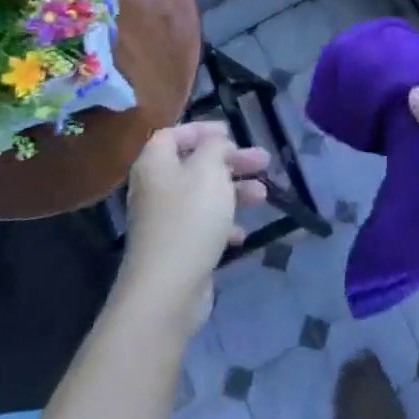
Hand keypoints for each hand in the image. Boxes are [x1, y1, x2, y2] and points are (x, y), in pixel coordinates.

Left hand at [118, 122, 267, 334]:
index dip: (202, 130)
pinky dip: (224, 225)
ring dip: (235, 192)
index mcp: (155, 165)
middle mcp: (156, 189)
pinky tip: (242, 234)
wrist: (167, 289)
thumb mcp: (208, 170)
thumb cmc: (189, 218)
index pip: (173, 134)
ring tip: (263, 196)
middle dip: (231, 162)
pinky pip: (203, 227)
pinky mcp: (177, 249)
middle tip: (263, 161)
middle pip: (195, 165)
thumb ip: (215, 148)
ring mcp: (165, 221)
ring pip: (204, 196)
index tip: (231, 132)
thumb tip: (216, 145)